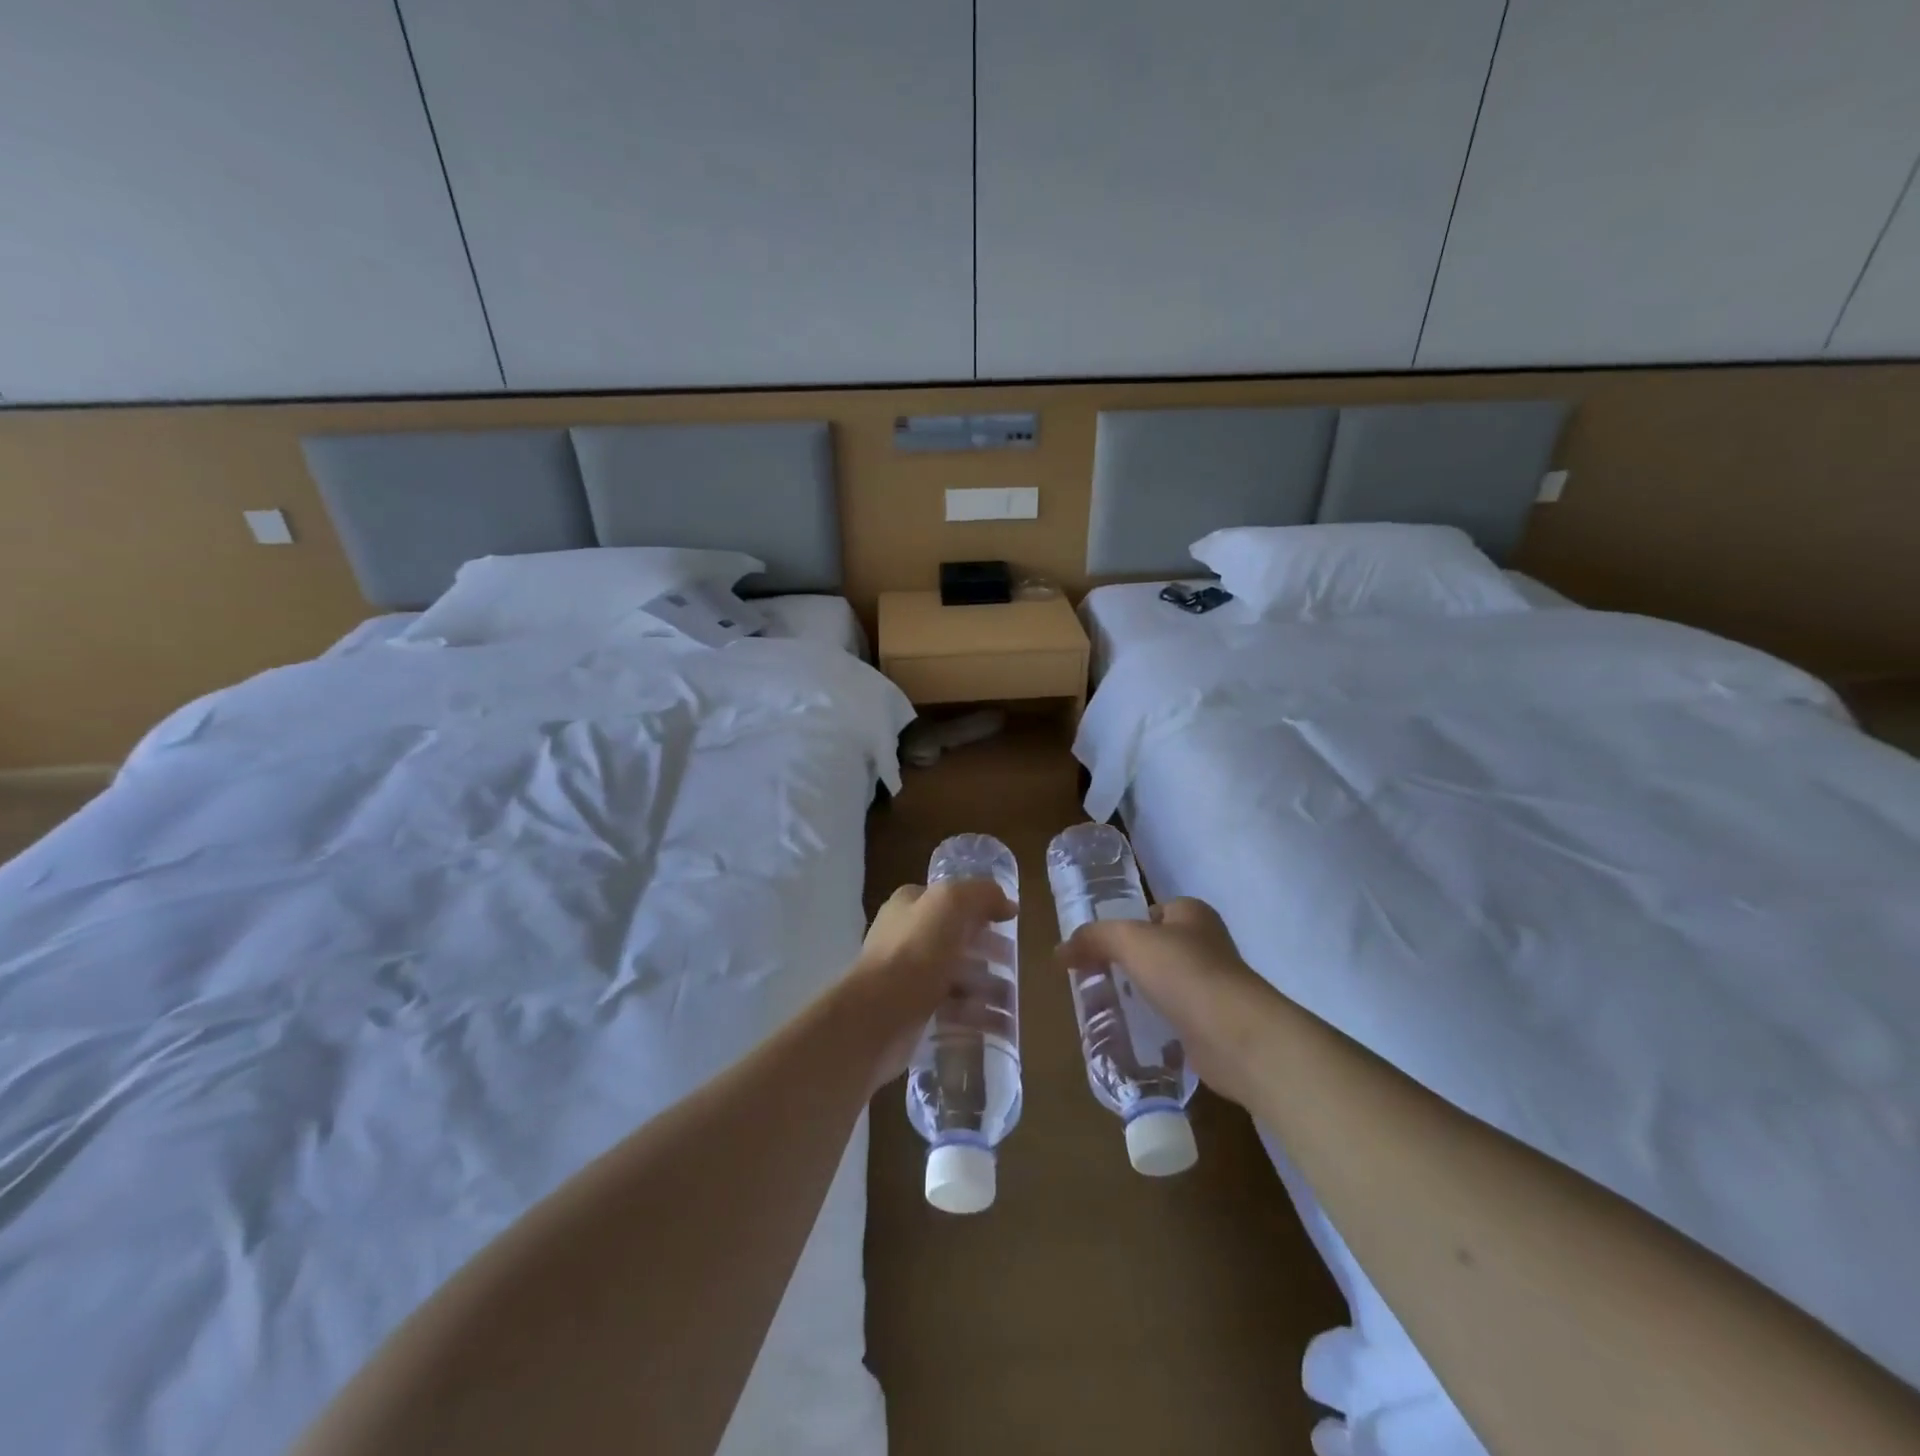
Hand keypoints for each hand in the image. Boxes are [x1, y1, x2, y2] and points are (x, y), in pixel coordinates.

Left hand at [853, 879, 1016, 1085]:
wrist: (878, 1014)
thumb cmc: (916, 950)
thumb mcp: (952, 903)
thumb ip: (982, 894)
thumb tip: (1007, 905)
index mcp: (910, 905)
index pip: (950, 899)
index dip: (980, 908)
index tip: (1008, 924)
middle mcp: (906, 936)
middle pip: (956, 938)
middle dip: (987, 950)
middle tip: (1013, 964)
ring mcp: (908, 975)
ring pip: (956, 975)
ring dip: (986, 985)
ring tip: (1011, 999)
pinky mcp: (914, 1011)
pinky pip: (952, 1009)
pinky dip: (976, 1014)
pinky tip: (1000, 1024)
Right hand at [1057, 897, 1270, 1107]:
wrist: (1235, 1035)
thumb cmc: (1184, 972)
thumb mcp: (1129, 940)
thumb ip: (1093, 938)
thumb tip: (1059, 951)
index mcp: (1192, 914)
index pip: (1150, 913)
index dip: (1123, 927)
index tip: (1096, 950)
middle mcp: (1206, 944)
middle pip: (1155, 949)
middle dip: (1127, 964)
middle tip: (1095, 979)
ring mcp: (1212, 986)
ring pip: (1164, 985)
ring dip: (1139, 995)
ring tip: (1106, 1009)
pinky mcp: (1212, 1023)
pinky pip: (1173, 1017)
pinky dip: (1154, 1024)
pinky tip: (1132, 1034)